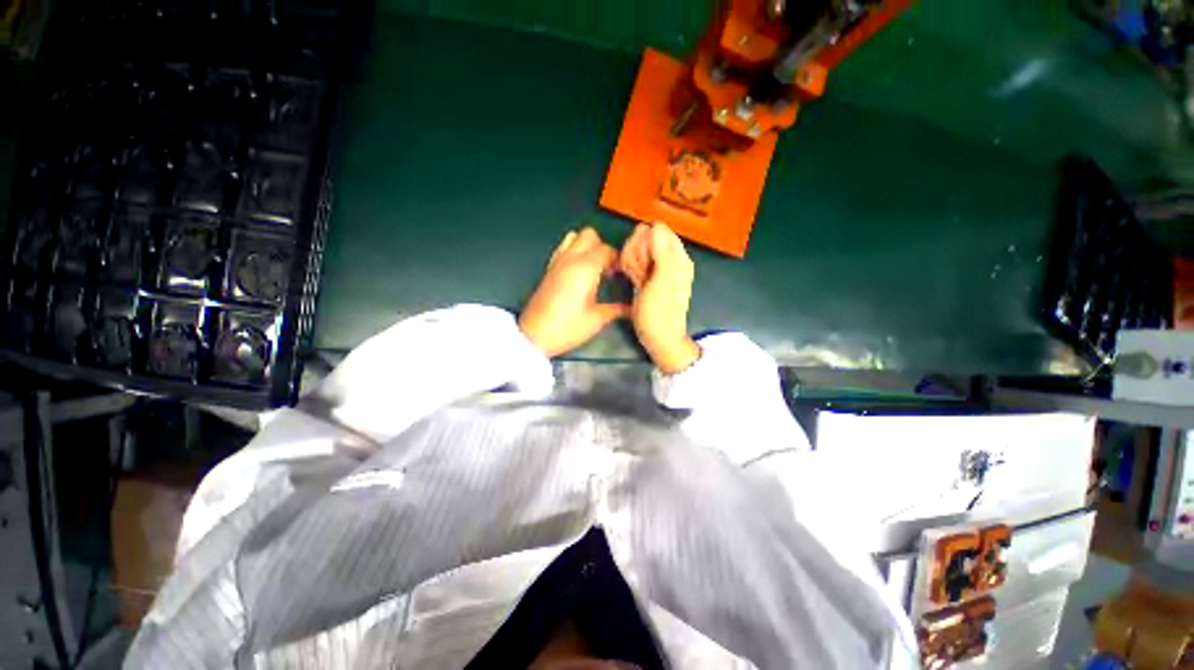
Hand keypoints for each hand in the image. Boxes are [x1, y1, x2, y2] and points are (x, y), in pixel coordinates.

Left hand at [519, 228, 630, 357]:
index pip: (607, 249)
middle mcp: (570, 259)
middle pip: (589, 235)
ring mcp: (557, 262)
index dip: (618, 259)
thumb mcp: (596, 320)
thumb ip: (616, 309)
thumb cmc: (567, 328)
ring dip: (587, 246)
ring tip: (594, 267)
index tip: (623, 273)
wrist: (534, 336)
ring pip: (574, 237)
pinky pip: (563, 249)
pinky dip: (574, 251)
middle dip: (602, 246)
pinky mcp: (548, 269)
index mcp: (585, 269)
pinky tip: (579, 271)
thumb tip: (631, 308)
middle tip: (609, 267)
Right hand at [620, 223, 700, 373]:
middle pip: (644, 238)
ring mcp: (657, 267)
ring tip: (636, 281)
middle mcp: (669, 258)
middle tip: (639, 275)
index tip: (642, 262)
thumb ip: (662, 253)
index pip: (656, 230)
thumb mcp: (662, 282)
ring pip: (637, 250)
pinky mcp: (647, 275)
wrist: (659, 338)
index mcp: (677, 256)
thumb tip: (656, 225)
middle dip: (636, 253)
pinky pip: (634, 261)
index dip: (644, 242)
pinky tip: (633, 281)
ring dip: (631, 262)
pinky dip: (630, 268)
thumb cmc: (660, 313)